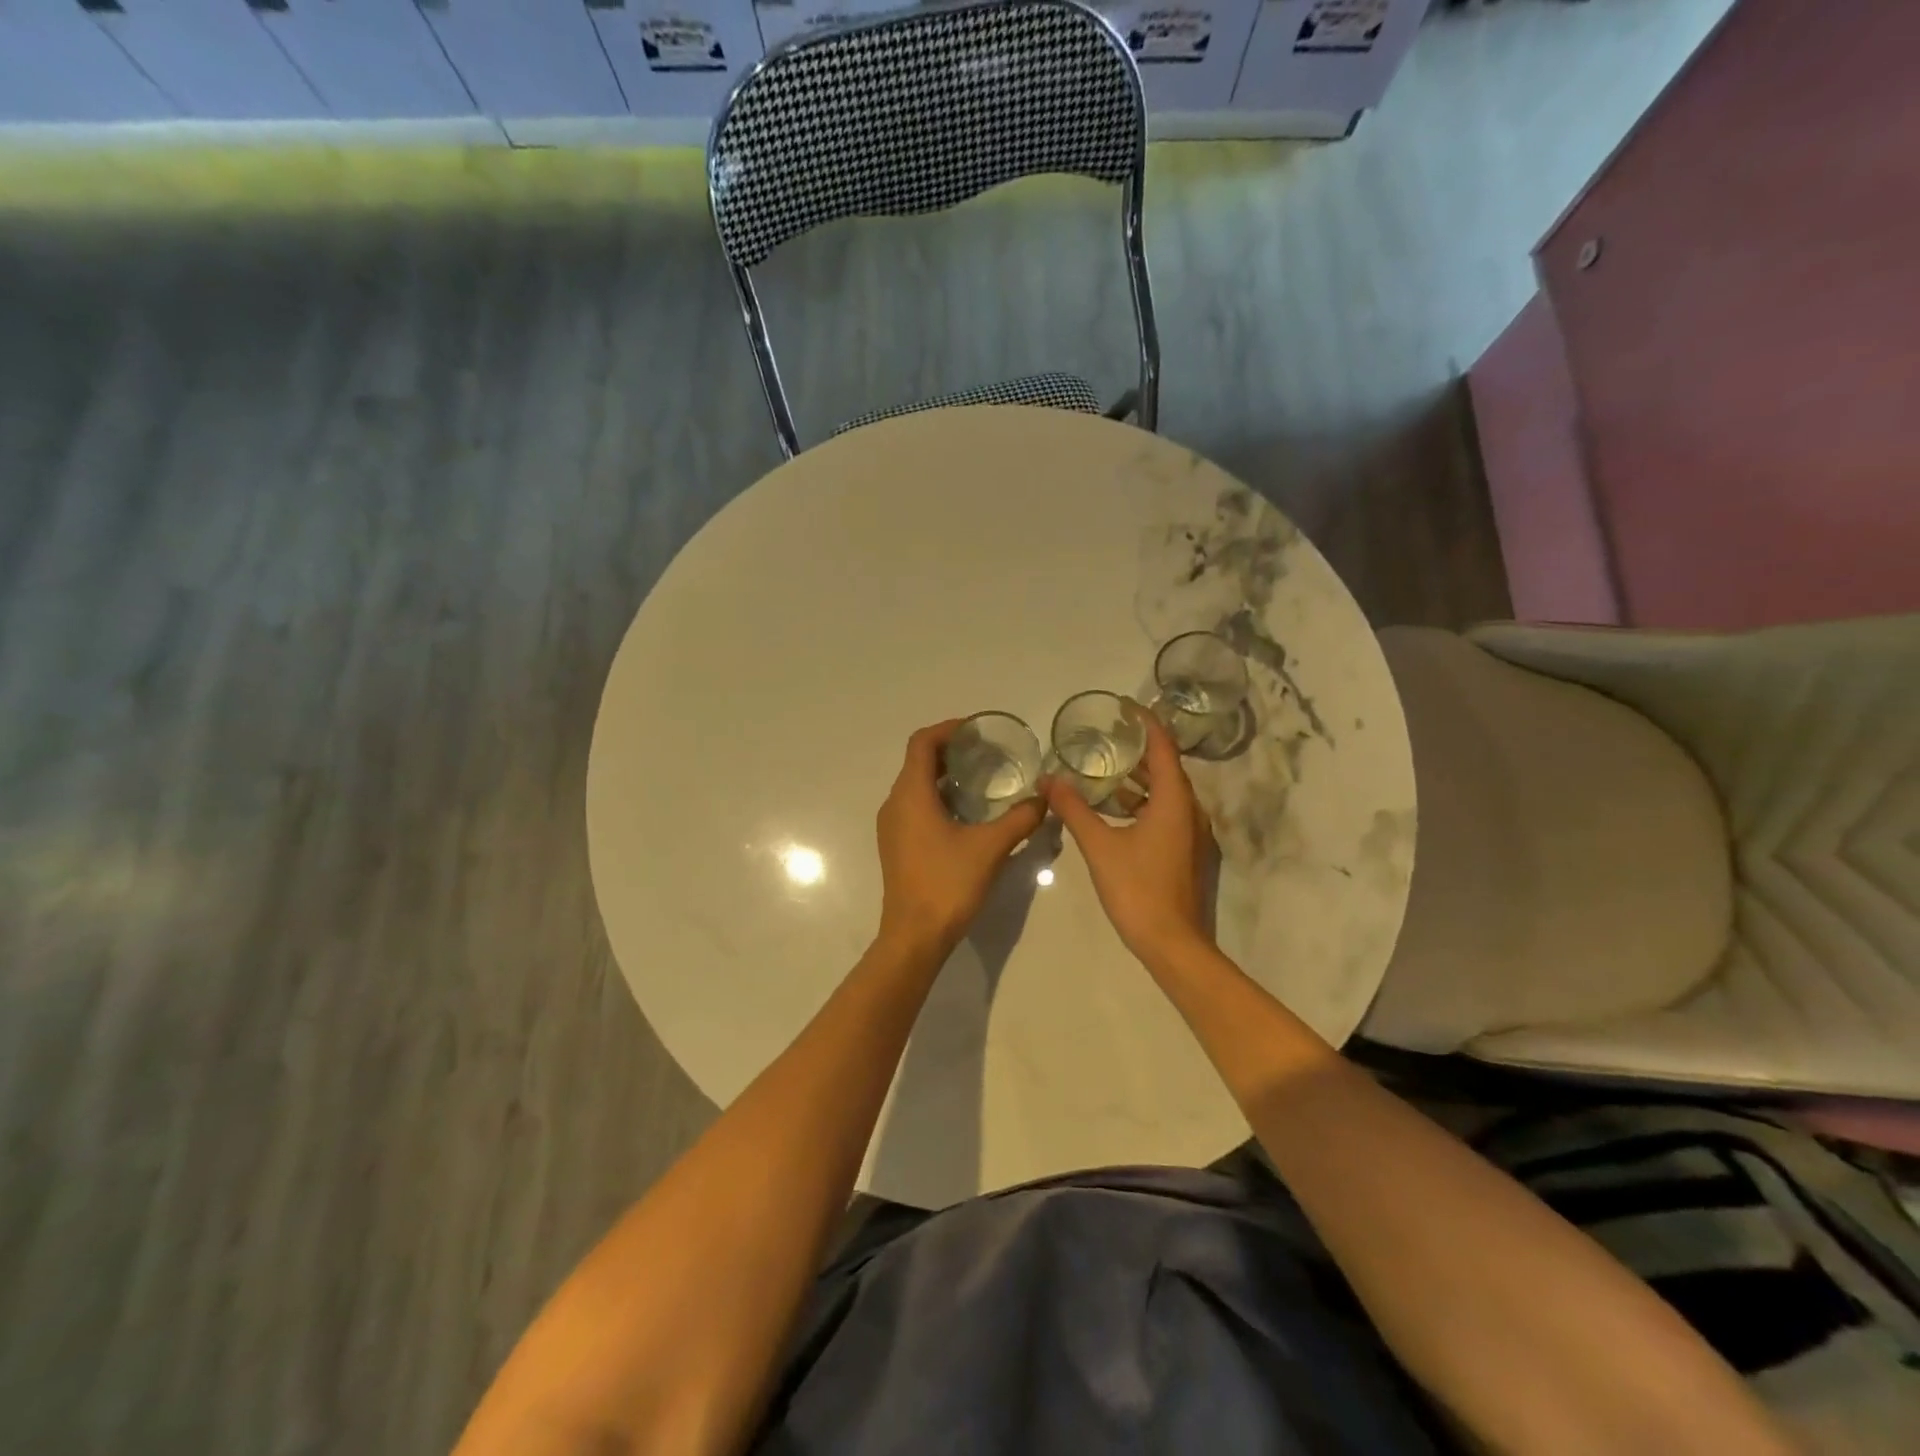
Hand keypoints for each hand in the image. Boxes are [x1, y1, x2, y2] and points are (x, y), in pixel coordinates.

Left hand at [875, 721, 1047, 956]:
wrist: (915, 936)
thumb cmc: (948, 884)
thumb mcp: (991, 847)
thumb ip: (1020, 818)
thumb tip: (1045, 798)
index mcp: (911, 795)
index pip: (921, 743)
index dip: (948, 729)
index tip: (977, 731)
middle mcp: (895, 804)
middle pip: (917, 761)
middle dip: (950, 751)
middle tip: (987, 752)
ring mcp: (892, 826)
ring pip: (915, 785)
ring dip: (944, 775)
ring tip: (982, 779)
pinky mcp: (896, 845)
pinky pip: (914, 806)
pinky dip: (938, 797)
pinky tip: (967, 813)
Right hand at [1042, 711, 1215, 965]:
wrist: (1171, 943)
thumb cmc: (1137, 889)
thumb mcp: (1100, 846)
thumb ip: (1074, 810)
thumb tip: (1049, 779)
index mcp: (1175, 801)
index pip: (1164, 747)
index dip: (1146, 722)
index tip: (1123, 706)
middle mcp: (1190, 810)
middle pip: (1166, 768)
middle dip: (1138, 749)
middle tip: (1106, 735)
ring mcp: (1191, 833)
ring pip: (1165, 793)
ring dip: (1138, 779)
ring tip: (1103, 769)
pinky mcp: (1184, 852)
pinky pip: (1164, 813)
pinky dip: (1141, 803)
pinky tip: (1112, 810)